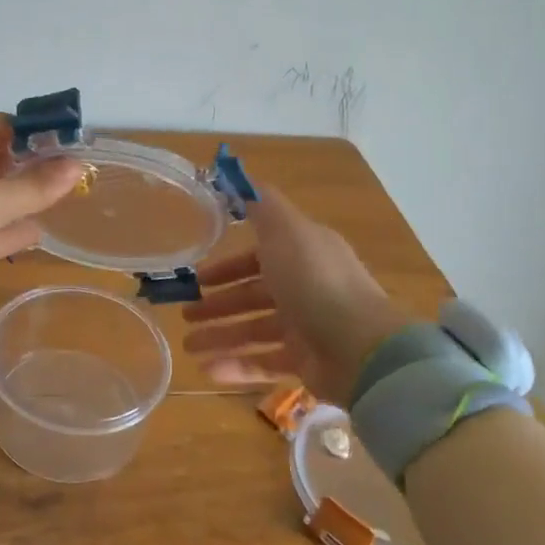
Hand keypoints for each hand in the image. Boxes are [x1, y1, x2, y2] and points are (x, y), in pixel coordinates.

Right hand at [181, 186, 411, 401]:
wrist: (360, 348)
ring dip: (220, 335)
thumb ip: (260, 203)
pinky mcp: (305, 362)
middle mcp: (305, 288)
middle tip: (185, 314)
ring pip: (253, 330)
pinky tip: (206, 369)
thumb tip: (235, 175)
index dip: (228, 265)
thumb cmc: (315, 282)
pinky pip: (263, 363)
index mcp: (303, 254)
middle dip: (217, 303)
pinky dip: (236, 365)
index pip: (259, 256)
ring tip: (187, 346)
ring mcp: (306, 327)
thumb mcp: (285, 230)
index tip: (198, 275)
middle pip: (253, 295)